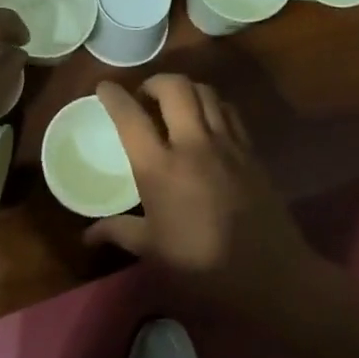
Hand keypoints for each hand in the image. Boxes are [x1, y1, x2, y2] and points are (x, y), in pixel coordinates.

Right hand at [85, 76, 314, 308]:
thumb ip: (119, 232)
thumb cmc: (202, 266)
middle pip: (174, 87)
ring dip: (185, 89)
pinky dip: (213, 105)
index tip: (104, 87)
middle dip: (155, 82)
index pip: (131, 117)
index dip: (113, 96)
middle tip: (145, 97)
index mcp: (160, 168)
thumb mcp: (154, 251)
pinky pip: (229, 111)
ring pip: (205, 92)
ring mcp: (226, 144)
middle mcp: (193, 144)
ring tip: (175, 104)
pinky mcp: (251, 151)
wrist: (270, 275)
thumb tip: (88, 236)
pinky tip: (207, 121)